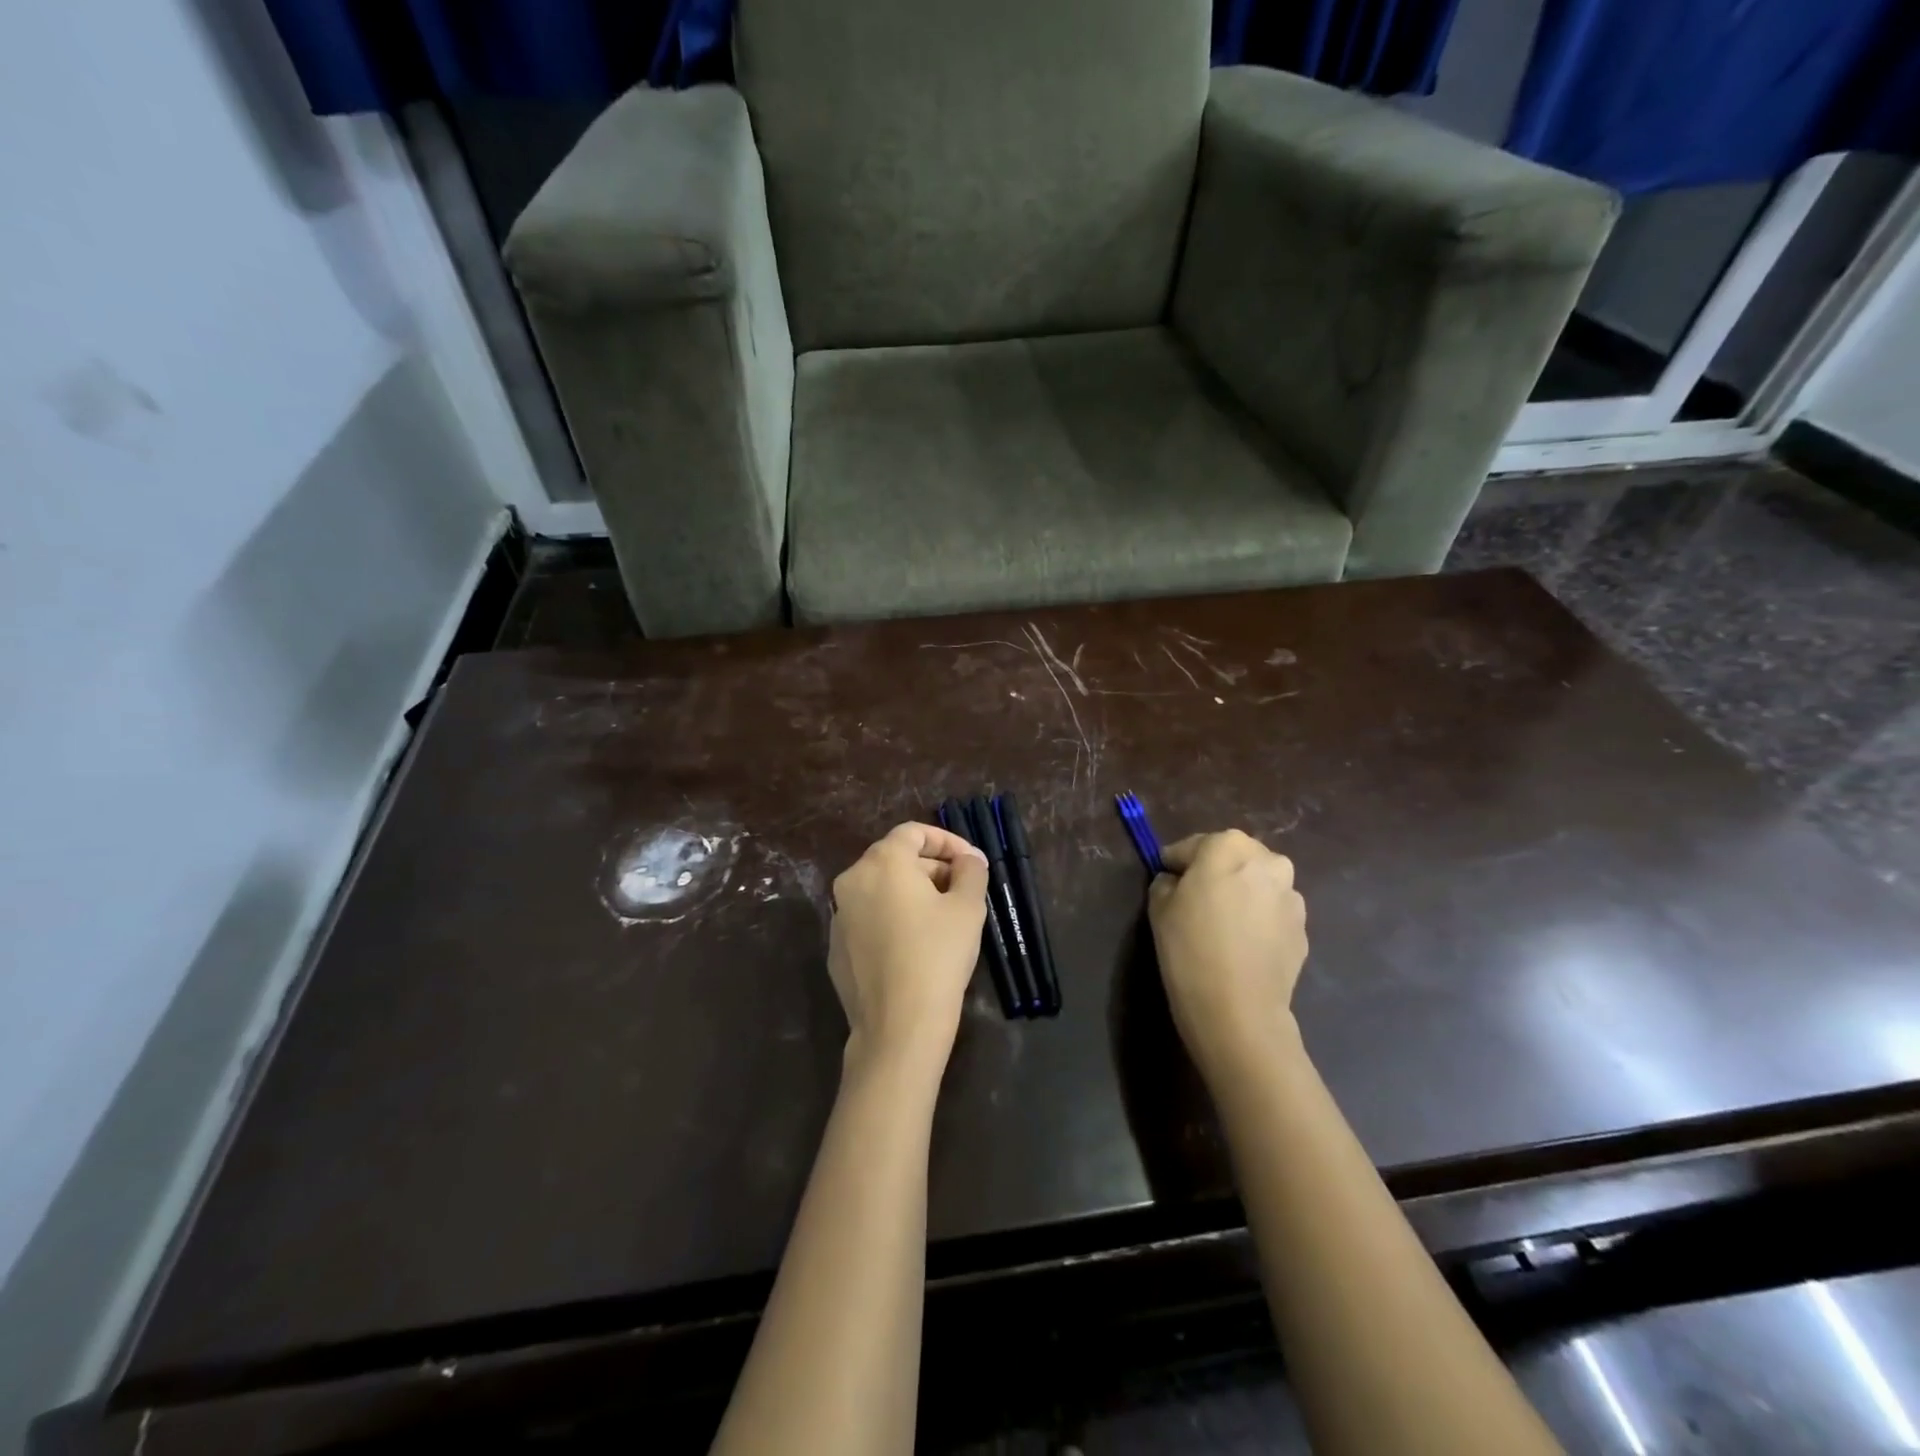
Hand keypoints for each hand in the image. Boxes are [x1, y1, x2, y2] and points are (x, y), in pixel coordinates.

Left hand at [828, 822, 989, 1072]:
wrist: (898, 1026)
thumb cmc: (938, 956)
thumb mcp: (968, 908)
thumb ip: (971, 871)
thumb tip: (969, 859)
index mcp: (882, 862)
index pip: (913, 832)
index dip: (946, 841)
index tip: (971, 862)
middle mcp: (852, 880)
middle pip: (895, 859)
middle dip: (931, 868)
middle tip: (962, 890)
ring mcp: (839, 916)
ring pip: (880, 890)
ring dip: (912, 894)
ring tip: (943, 918)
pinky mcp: (836, 948)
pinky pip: (868, 919)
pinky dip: (892, 919)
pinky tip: (915, 946)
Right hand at [1149, 831, 1307, 1081]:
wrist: (1238, 1008)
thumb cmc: (1189, 947)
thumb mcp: (1159, 907)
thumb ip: (1166, 882)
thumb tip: (1177, 882)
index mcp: (1228, 846)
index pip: (1191, 846)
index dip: (1175, 865)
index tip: (1167, 883)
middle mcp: (1267, 860)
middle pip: (1232, 858)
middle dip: (1215, 873)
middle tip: (1194, 902)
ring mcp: (1291, 894)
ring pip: (1257, 884)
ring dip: (1241, 895)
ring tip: (1222, 926)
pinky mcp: (1303, 927)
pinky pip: (1272, 913)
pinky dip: (1258, 920)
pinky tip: (1242, 946)